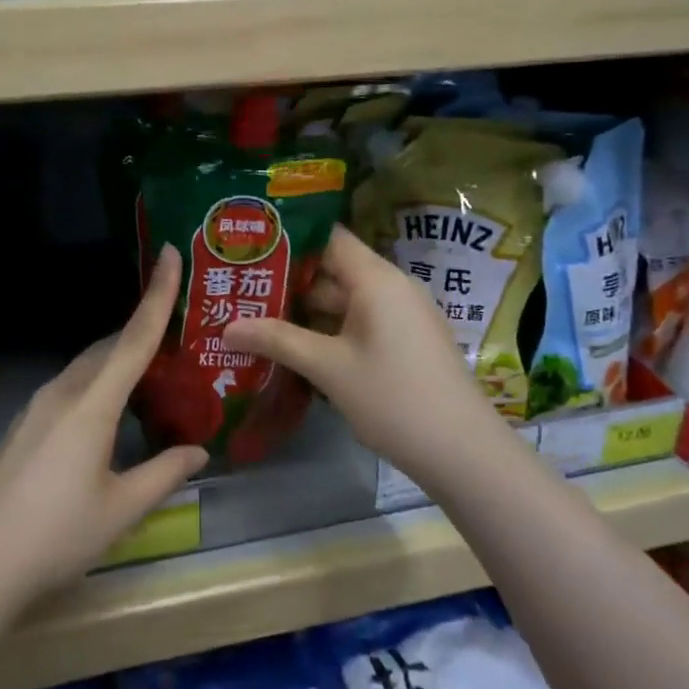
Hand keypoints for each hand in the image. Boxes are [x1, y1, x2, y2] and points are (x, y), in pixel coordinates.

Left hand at [0, 248, 207, 610]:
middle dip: (141, 333)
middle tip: (176, 337)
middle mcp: (61, 392)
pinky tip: (106, 417)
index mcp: (91, 403)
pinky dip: (96, 385)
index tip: (171, 252)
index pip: (134, 337)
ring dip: (118, 362)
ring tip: (150, 379)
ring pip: (86, 368)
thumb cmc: (54, 537)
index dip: (158, 293)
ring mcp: (34, 408)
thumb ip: (164, 474)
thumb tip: (199, 451)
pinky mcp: (20, 427)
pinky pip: (68, 389)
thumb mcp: (120, 510)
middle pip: (108, 348)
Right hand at [223, 225, 497, 475]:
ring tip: (257, 315)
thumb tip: (225, 328)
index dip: (289, 237)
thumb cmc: (393, 398)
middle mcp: (392, 287)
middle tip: (242, 286)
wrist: (463, 451)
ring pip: (345, 300)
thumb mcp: (328, 368)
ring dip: (306, 310)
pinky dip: (329, 329)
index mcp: (376, 279)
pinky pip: (360, 321)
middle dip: (288, 280)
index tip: (250, 244)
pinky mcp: (406, 340)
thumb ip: (277, 340)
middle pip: (333, 269)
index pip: (329, 237)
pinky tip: (296, 346)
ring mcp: (402, 315)